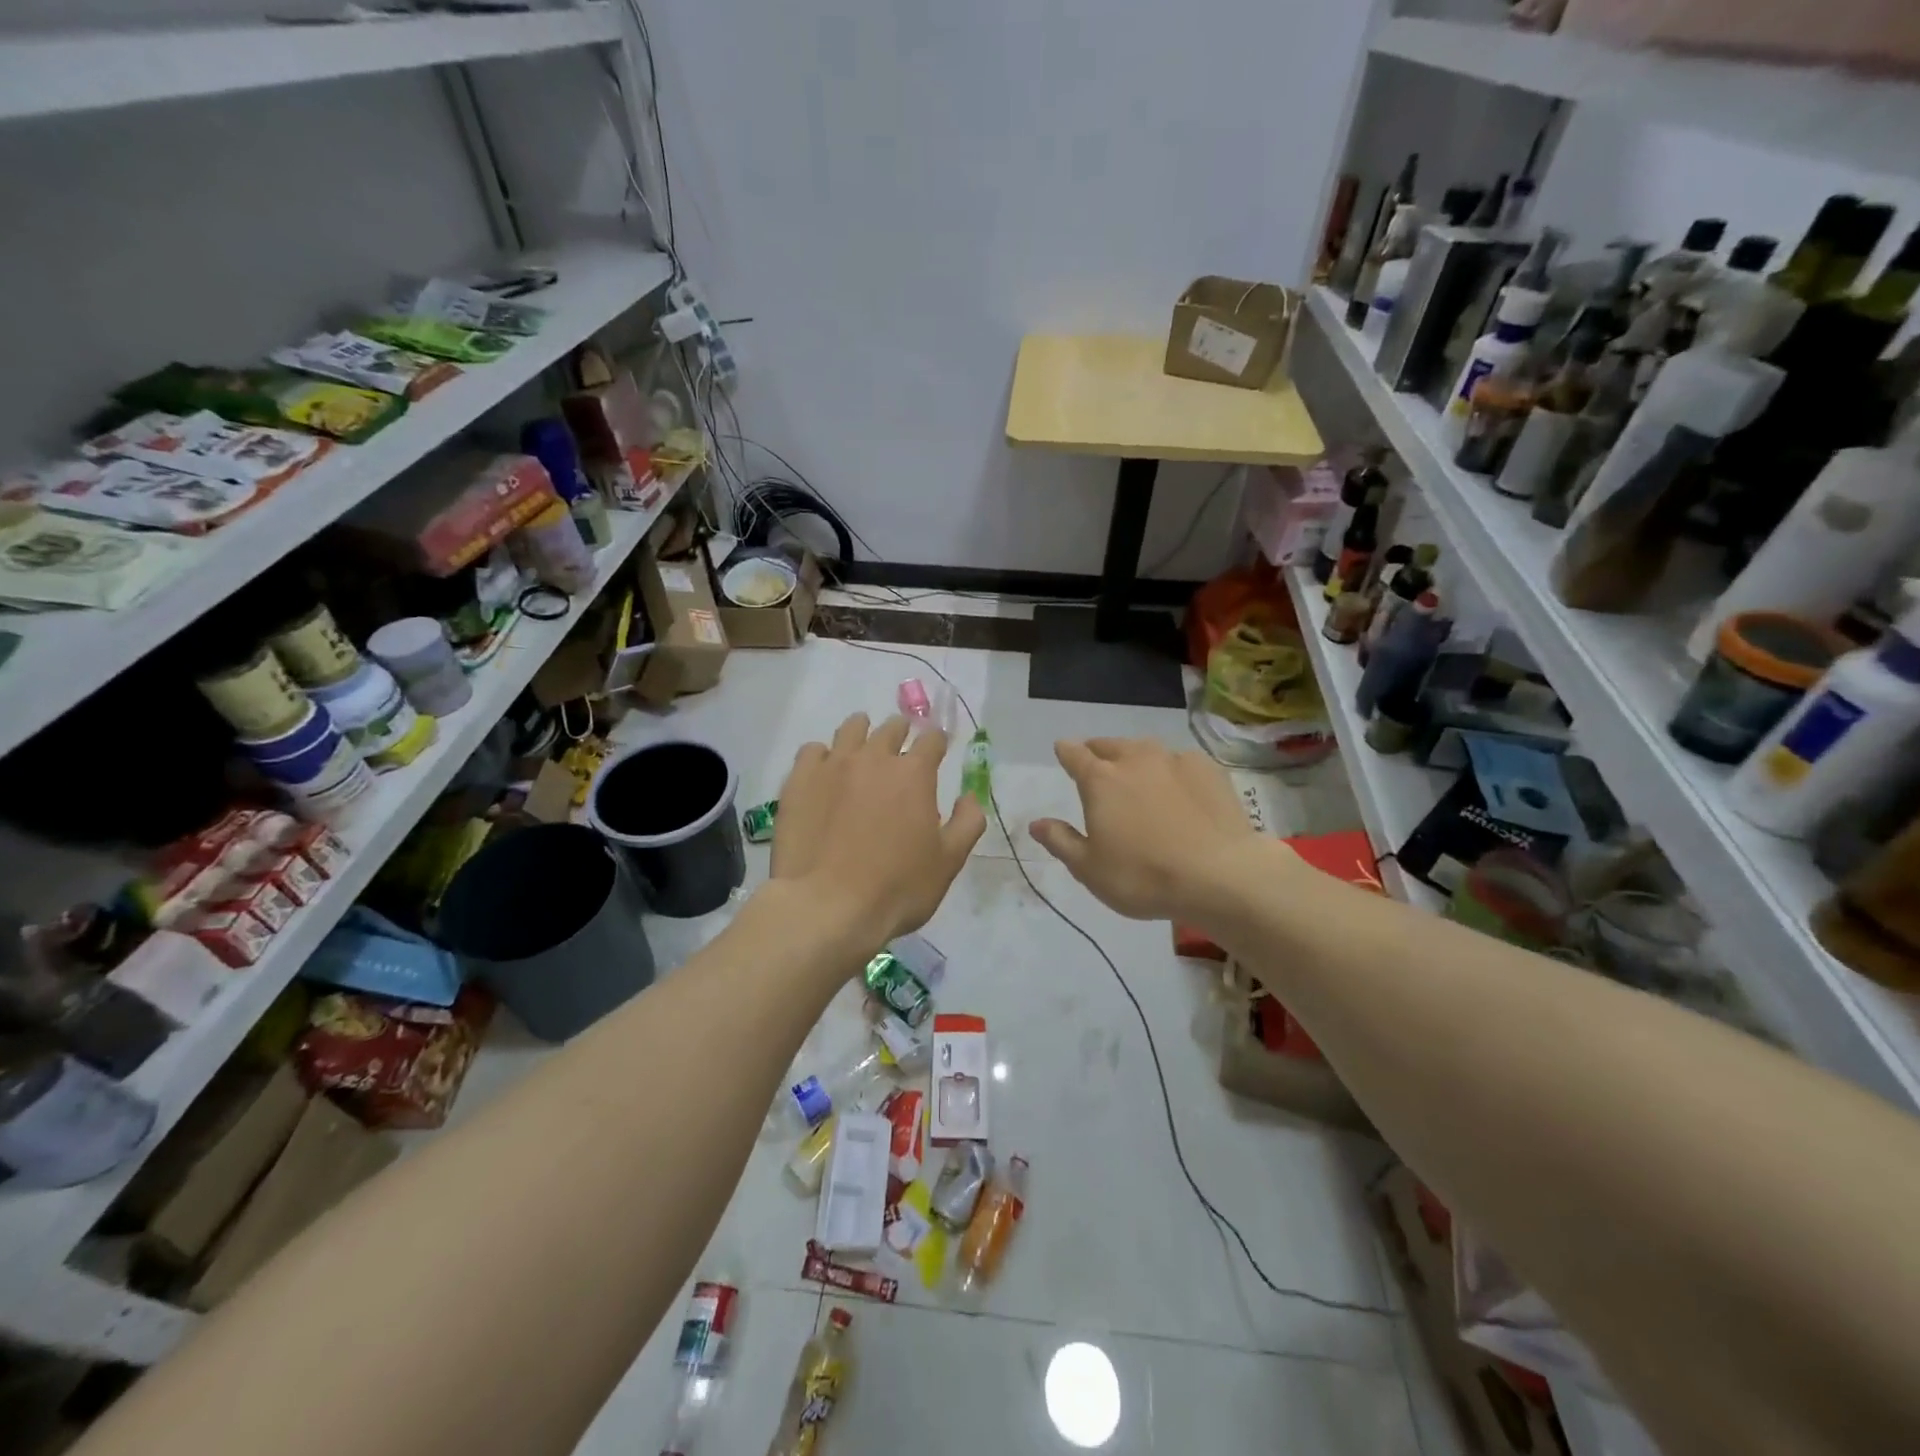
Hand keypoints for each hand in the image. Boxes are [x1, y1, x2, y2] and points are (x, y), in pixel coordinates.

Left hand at [771, 713, 985, 948]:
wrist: (827, 907)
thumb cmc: (897, 888)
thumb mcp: (948, 862)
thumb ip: (967, 823)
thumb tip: (970, 797)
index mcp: (914, 774)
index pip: (932, 740)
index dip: (937, 742)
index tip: (938, 749)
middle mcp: (874, 758)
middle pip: (891, 728)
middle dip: (901, 733)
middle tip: (901, 748)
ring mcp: (833, 765)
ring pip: (850, 729)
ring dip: (862, 732)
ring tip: (862, 746)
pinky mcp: (799, 780)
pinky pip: (812, 751)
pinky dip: (823, 756)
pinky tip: (824, 772)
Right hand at [1030, 738, 1260, 923]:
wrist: (1221, 875)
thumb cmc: (1144, 876)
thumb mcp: (1090, 869)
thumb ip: (1061, 841)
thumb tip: (1036, 823)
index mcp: (1100, 780)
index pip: (1074, 754)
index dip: (1065, 751)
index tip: (1062, 750)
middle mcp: (1134, 760)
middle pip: (1109, 745)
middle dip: (1098, 751)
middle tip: (1096, 763)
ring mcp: (1174, 760)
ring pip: (1145, 748)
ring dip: (1134, 756)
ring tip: (1136, 772)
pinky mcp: (1208, 769)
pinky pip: (1180, 761)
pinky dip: (1171, 769)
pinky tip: (1179, 787)